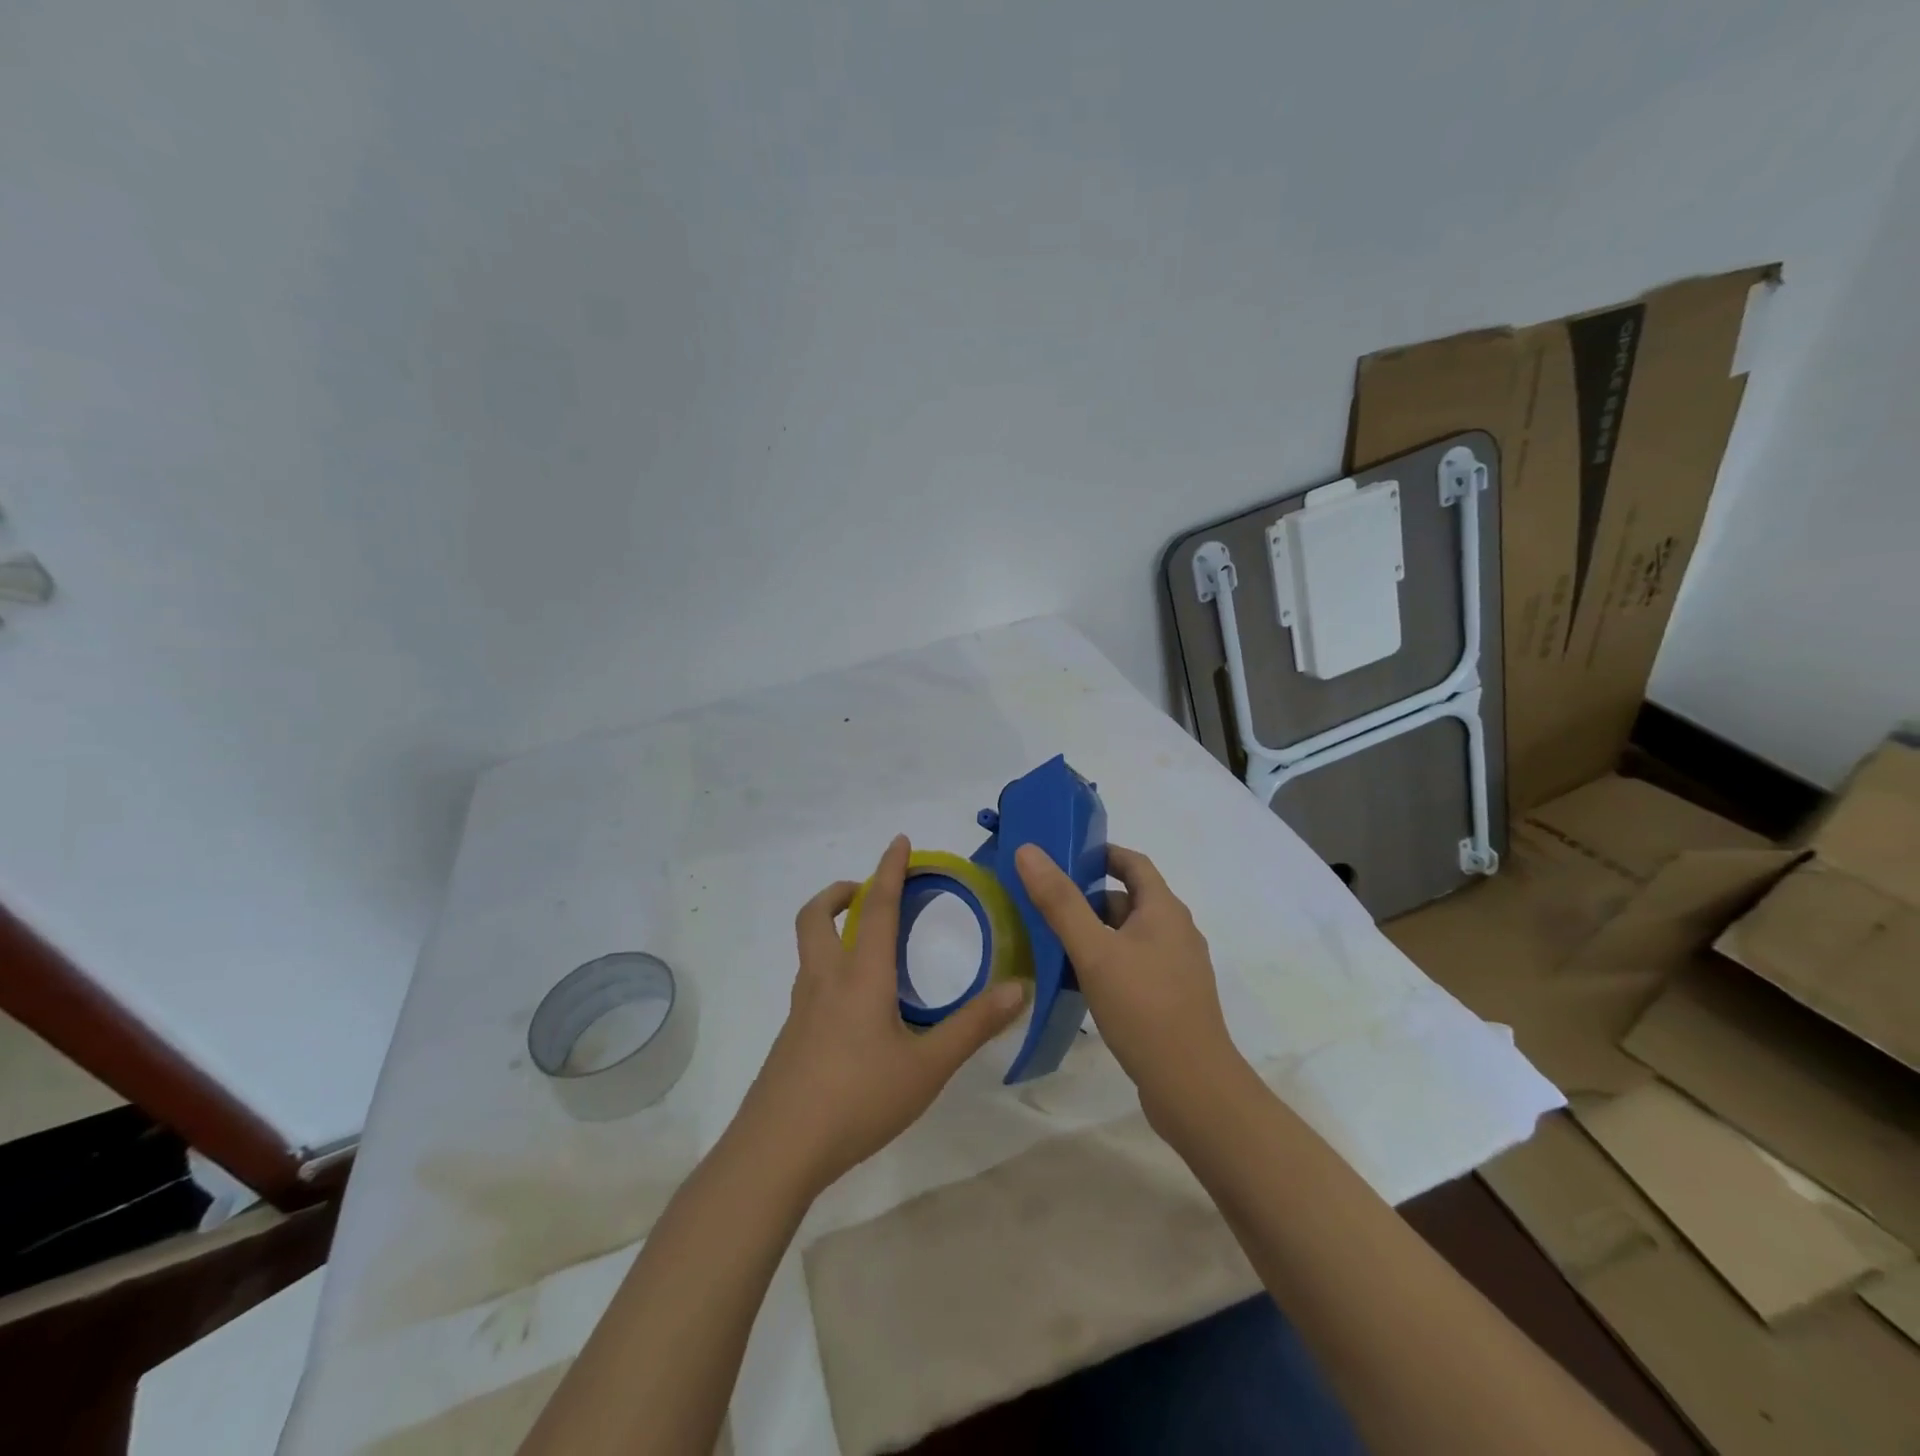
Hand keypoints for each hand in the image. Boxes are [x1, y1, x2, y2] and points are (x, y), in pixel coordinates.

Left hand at [734, 835, 1027, 1198]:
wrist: (778, 1150)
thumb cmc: (857, 1099)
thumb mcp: (927, 1066)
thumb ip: (973, 1026)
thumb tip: (1019, 988)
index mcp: (860, 976)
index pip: (876, 907)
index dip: (889, 870)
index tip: (899, 842)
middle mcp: (825, 981)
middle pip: (815, 917)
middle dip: (838, 893)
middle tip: (864, 891)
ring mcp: (801, 1010)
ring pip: (809, 950)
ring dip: (830, 928)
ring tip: (867, 947)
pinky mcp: (791, 1037)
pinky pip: (810, 984)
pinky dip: (829, 968)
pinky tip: (854, 1008)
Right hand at [1015, 842, 1246, 1126]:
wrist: (1192, 1087)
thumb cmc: (1143, 1007)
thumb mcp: (1094, 951)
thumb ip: (1060, 902)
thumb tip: (1029, 851)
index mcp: (1164, 910)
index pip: (1133, 862)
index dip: (1100, 853)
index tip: (1062, 856)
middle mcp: (1176, 932)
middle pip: (1128, 899)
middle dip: (1087, 897)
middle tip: (1043, 904)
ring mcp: (1176, 968)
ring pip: (1128, 935)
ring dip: (1094, 933)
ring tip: (1051, 943)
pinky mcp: (1170, 999)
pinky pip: (1133, 965)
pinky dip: (1106, 962)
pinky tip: (1078, 983)